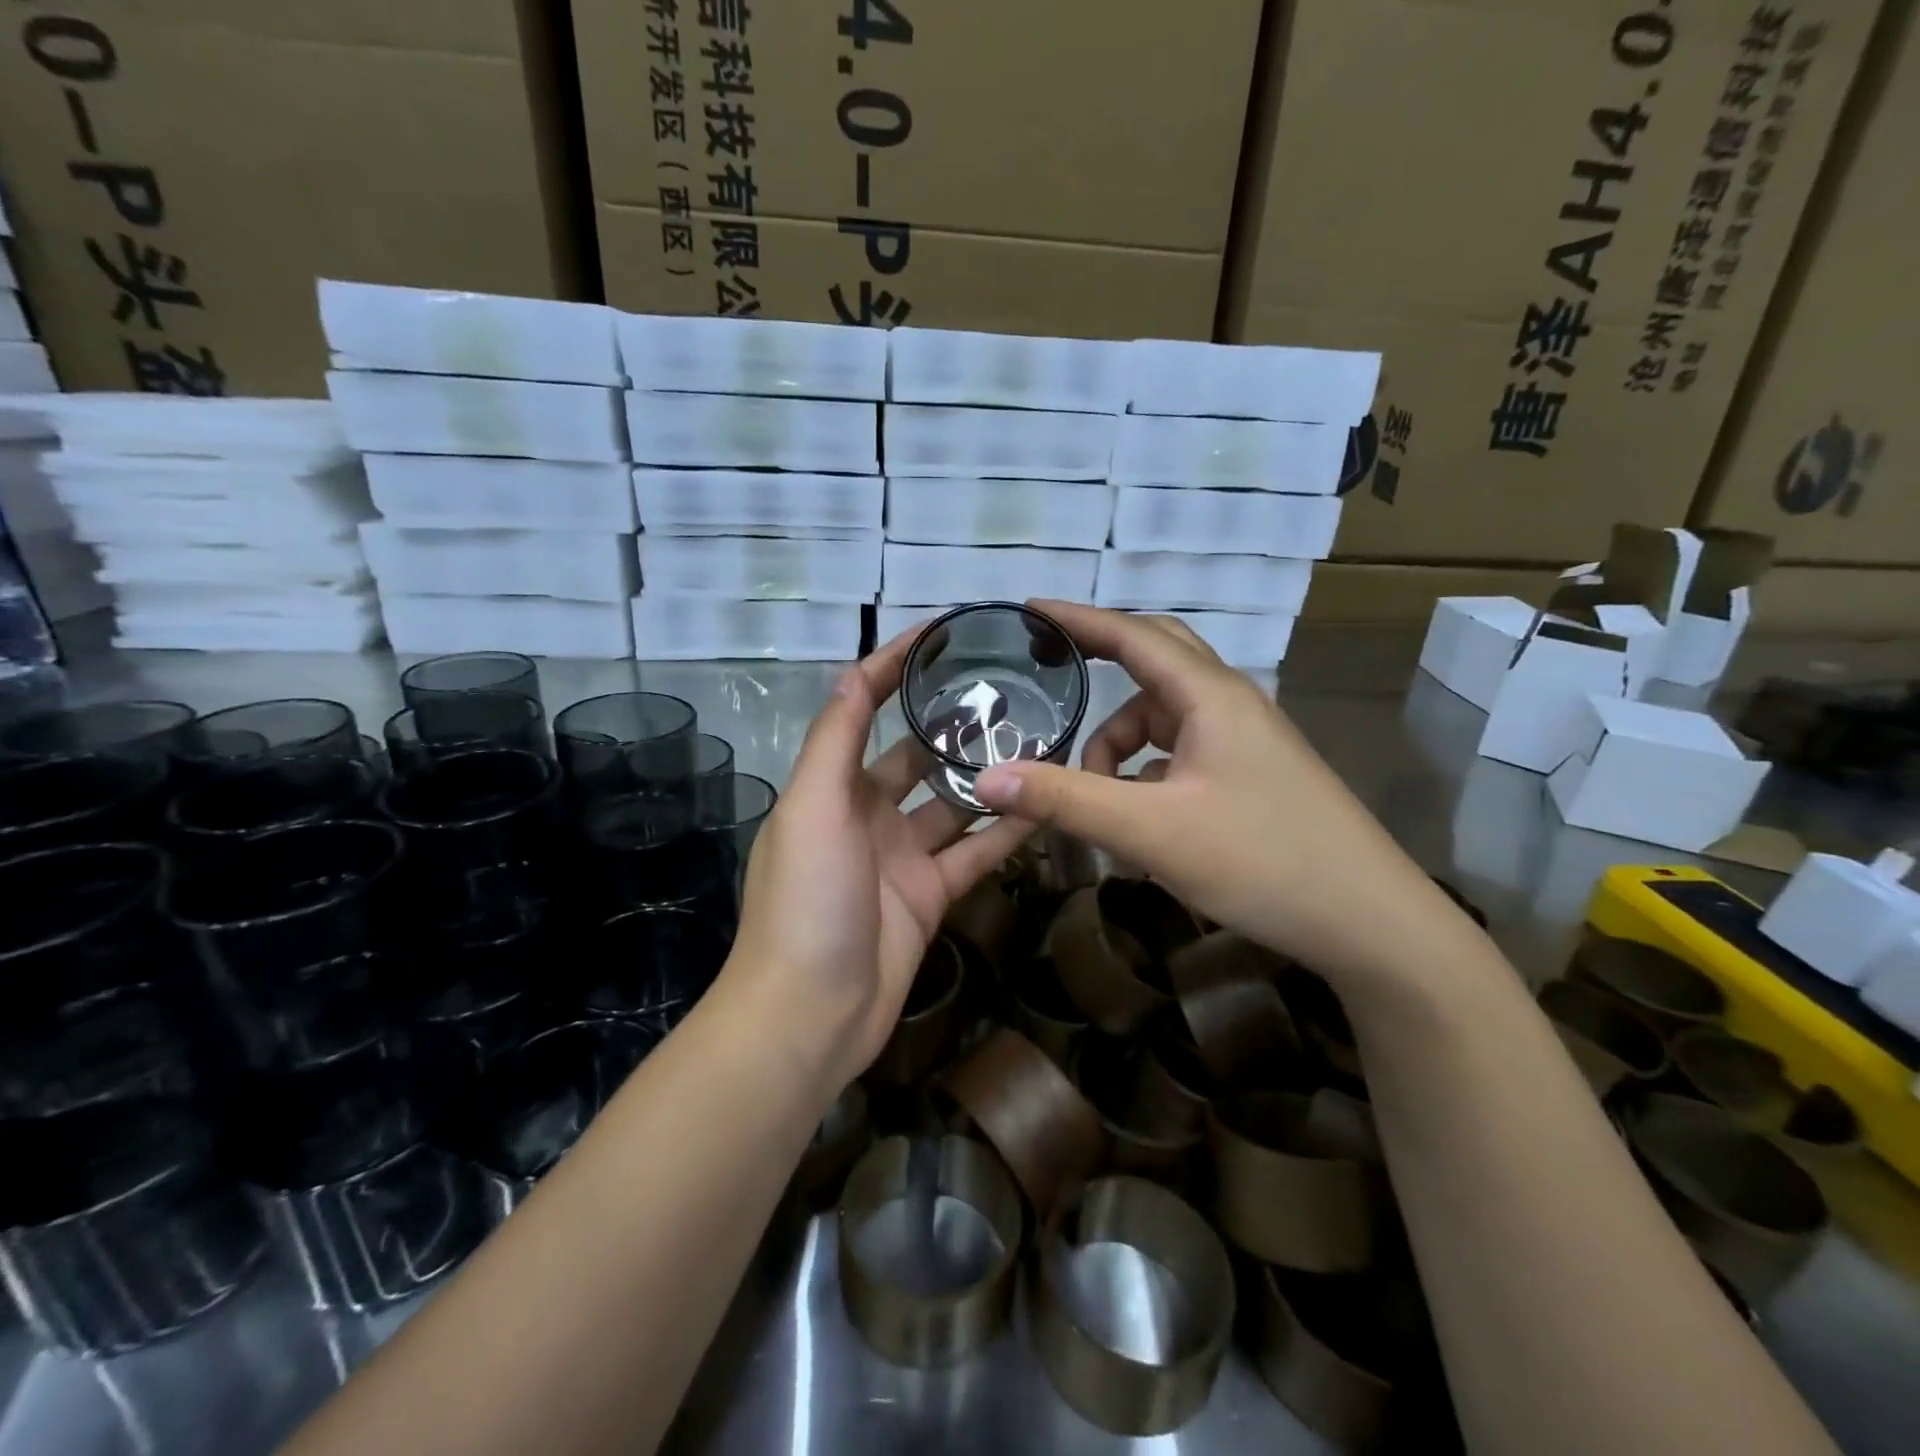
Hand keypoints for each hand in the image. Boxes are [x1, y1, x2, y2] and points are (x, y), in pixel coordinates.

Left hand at [723, 628, 1035, 1086]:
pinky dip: (1005, 832)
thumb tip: (857, 671)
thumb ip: (836, 738)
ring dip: (986, 776)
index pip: (862, 710)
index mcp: (830, 787)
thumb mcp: (811, 806)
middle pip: (915, 756)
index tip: (940, 634)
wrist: (811, 1012)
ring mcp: (901, 857)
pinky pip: (974, 854)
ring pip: (952, 804)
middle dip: (952, 725)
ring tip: (1036, 739)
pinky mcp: (932, 896)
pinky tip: (1044, 804)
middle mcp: (865, 815)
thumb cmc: (805, 899)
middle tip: (1008, 691)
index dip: (893, 670)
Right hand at [973, 601, 1466, 995]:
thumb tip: (986, 779)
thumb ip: (1066, 800)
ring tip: (1092, 790)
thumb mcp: (1150, 831)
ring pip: (1165, 716)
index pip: (1132, 635)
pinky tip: (1136, 813)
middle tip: (1051, 674)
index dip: (1077, 620)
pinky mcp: (1252, 776)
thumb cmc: (1262, 861)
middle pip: (1155, 660)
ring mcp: (1246, 741)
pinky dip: (1146, 769)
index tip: (1027, 610)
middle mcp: (1231, 704)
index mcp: (1210, 696)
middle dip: (1100, 664)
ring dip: (1120, 740)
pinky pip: (1182, 751)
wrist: (1369, 922)